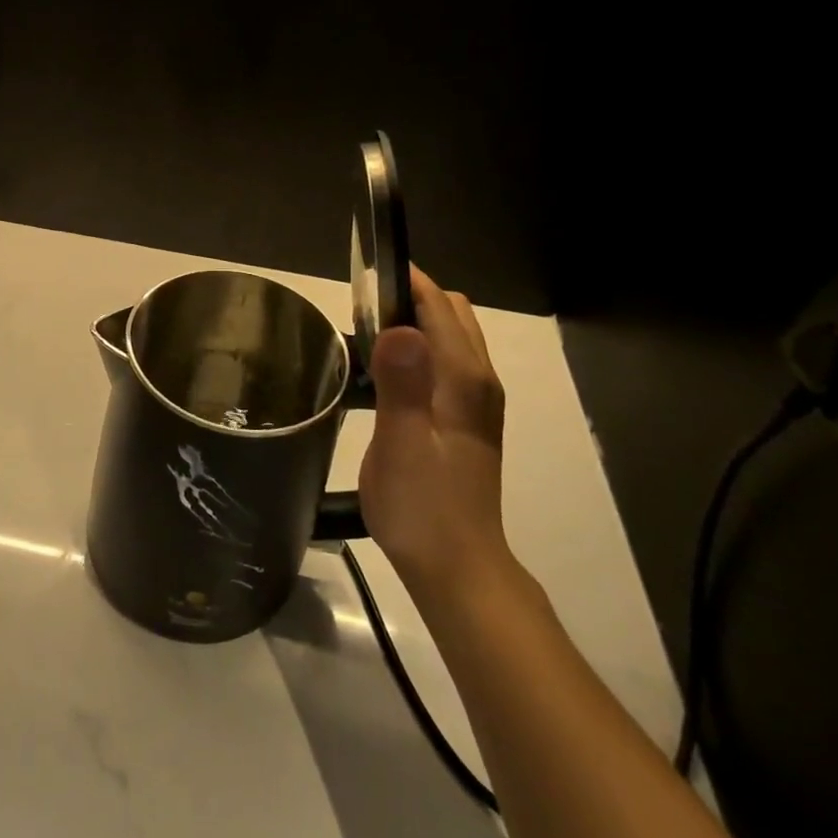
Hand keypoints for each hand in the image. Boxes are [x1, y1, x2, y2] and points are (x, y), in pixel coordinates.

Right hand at [358, 265, 510, 598]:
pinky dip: (419, 348)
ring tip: (365, 330)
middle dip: (411, 297)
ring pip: (450, 337)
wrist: (455, 566)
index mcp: (463, 380)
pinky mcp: (466, 419)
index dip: (406, 282)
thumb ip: (401, 384)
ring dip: (415, 322)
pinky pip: (445, 362)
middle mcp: (478, 381)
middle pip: (452, 314)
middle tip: (359, 305)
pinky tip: (385, 369)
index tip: (364, 271)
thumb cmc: (422, 506)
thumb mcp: (402, 445)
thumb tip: (398, 327)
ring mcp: (476, 401)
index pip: (439, 307)